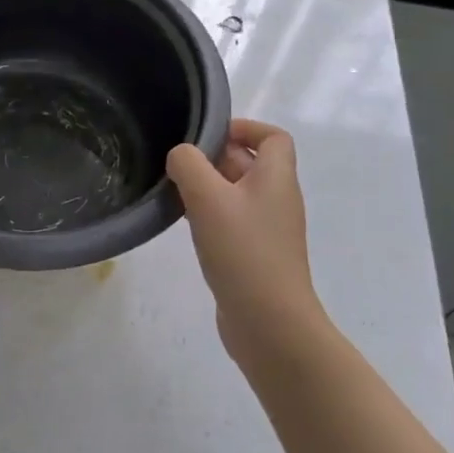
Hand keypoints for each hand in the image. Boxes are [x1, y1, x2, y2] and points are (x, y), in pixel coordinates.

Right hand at [166, 119, 324, 360]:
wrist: (270, 324)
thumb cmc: (243, 251)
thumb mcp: (208, 198)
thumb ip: (188, 165)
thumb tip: (180, 156)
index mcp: (276, 178)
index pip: (273, 137)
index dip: (245, 128)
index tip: (208, 137)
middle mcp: (278, 199)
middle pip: (250, 163)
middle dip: (215, 158)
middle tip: (179, 166)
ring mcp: (269, 230)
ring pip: (237, 193)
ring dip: (208, 188)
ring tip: (175, 194)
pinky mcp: (256, 255)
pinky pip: (233, 221)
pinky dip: (210, 216)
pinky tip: (186, 226)